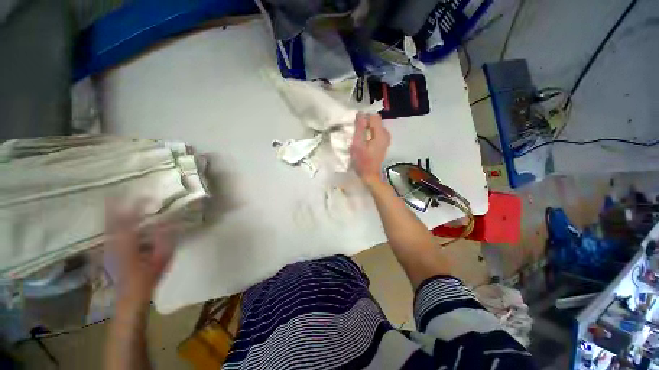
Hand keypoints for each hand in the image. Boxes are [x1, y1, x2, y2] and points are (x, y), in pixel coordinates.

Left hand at [107, 206, 175, 310]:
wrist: (130, 295)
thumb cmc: (149, 277)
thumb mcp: (162, 258)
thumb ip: (164, 239)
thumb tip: (168, 222)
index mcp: (129, 244)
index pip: (131, 220)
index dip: (137, 206)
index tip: (147, 196)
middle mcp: (114, 243)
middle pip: (113, 219)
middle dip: (115, 204)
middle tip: (119, 190)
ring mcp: (108, 247)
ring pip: (107, 224)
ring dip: (111, 211)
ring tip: (114, 198)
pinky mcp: (107, 251)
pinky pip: (107, 232)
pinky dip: (109, 221)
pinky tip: (112, 217)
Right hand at [350, 113, 389, 184]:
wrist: (370, 176)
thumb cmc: (362, 161)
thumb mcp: (357, 144)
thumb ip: (359, 128)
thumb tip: (360, 114)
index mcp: (380, 133)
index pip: (373, 116)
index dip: (364, 118)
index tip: (356, 125)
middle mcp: (386, 134)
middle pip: (375, 122)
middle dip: (365, 124)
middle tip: (356, 133)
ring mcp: (386, 140)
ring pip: (375, 128)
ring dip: (367, 130)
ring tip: (359, 139)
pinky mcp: (384, 144)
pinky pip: (376, 134)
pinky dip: (370, 135)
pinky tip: (364, 143)